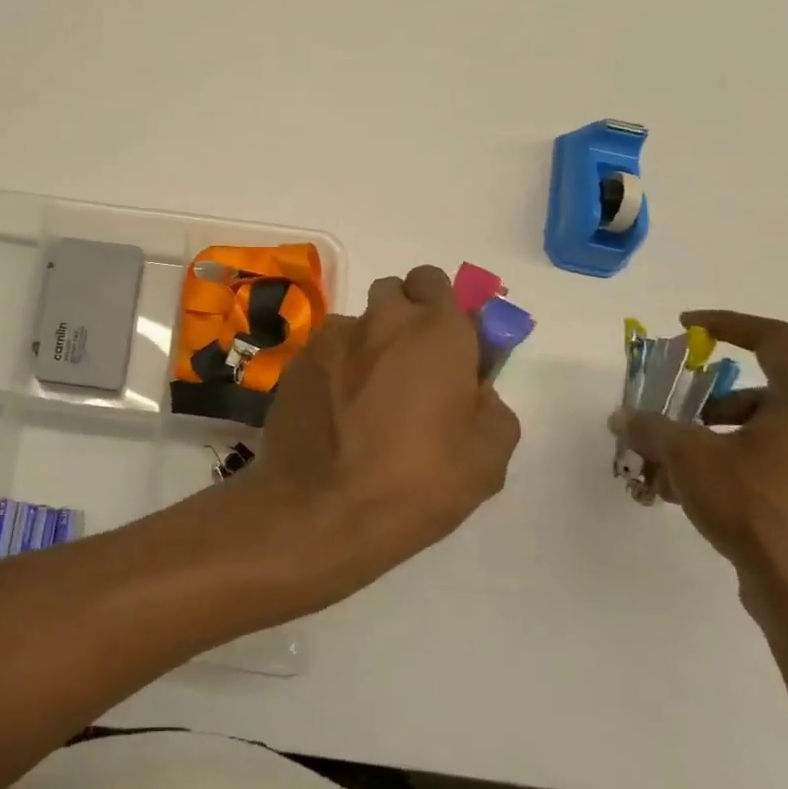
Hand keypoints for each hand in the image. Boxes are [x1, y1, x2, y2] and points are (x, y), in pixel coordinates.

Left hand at [251, 264, 520, 597]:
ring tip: (366, 398)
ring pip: (356, 324)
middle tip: (410, 366)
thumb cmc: (418, 482)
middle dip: (404, 316)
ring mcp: (332, 338)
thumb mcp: (488, 455)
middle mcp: (381, 320)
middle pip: (393, 292)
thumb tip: (472, 389)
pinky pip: (325, 351)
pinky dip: (334, 368)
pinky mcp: (297, 361)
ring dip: (367, 345)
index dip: (442, 305)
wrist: (323, 508)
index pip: (436, 280)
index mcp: (435, 331)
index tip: (447, 341)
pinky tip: (334, 412)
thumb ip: (490, 403)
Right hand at [614, 311, 787, 634]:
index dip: (727, 324)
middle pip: (761, 394)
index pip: (775, 340)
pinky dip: (733, 472)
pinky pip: (774, 472)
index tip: (686, 327)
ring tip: (669, 471)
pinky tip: (695, 500)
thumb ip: (650, 428)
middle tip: (671, 421)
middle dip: (705, 403)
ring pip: (764, 437)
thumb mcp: (686, 456)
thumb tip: (623, 418)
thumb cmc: (756, 507)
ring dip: (713, 442)